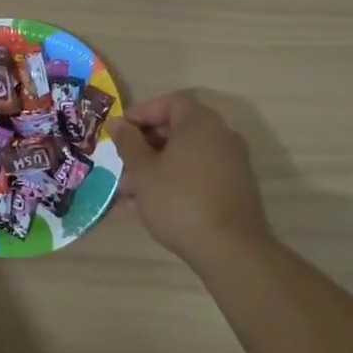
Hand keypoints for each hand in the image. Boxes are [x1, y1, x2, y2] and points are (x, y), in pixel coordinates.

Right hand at [113, 91, 271, 271]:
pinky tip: (150, 205)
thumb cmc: (179, 201)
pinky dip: (175, 181)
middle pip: (178, 129)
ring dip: (156, 167)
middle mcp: (221, 136)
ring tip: (129, 192)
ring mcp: (231, 163)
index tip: (120, 131)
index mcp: (200, 123)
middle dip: (145, 144)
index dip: (141, 112)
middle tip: (122, 162)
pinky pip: (198, 174)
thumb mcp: (143, 171)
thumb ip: (128, 142)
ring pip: (185, 156)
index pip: (169, 102)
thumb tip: (117, 123)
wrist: (230, 250)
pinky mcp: (235, 189)